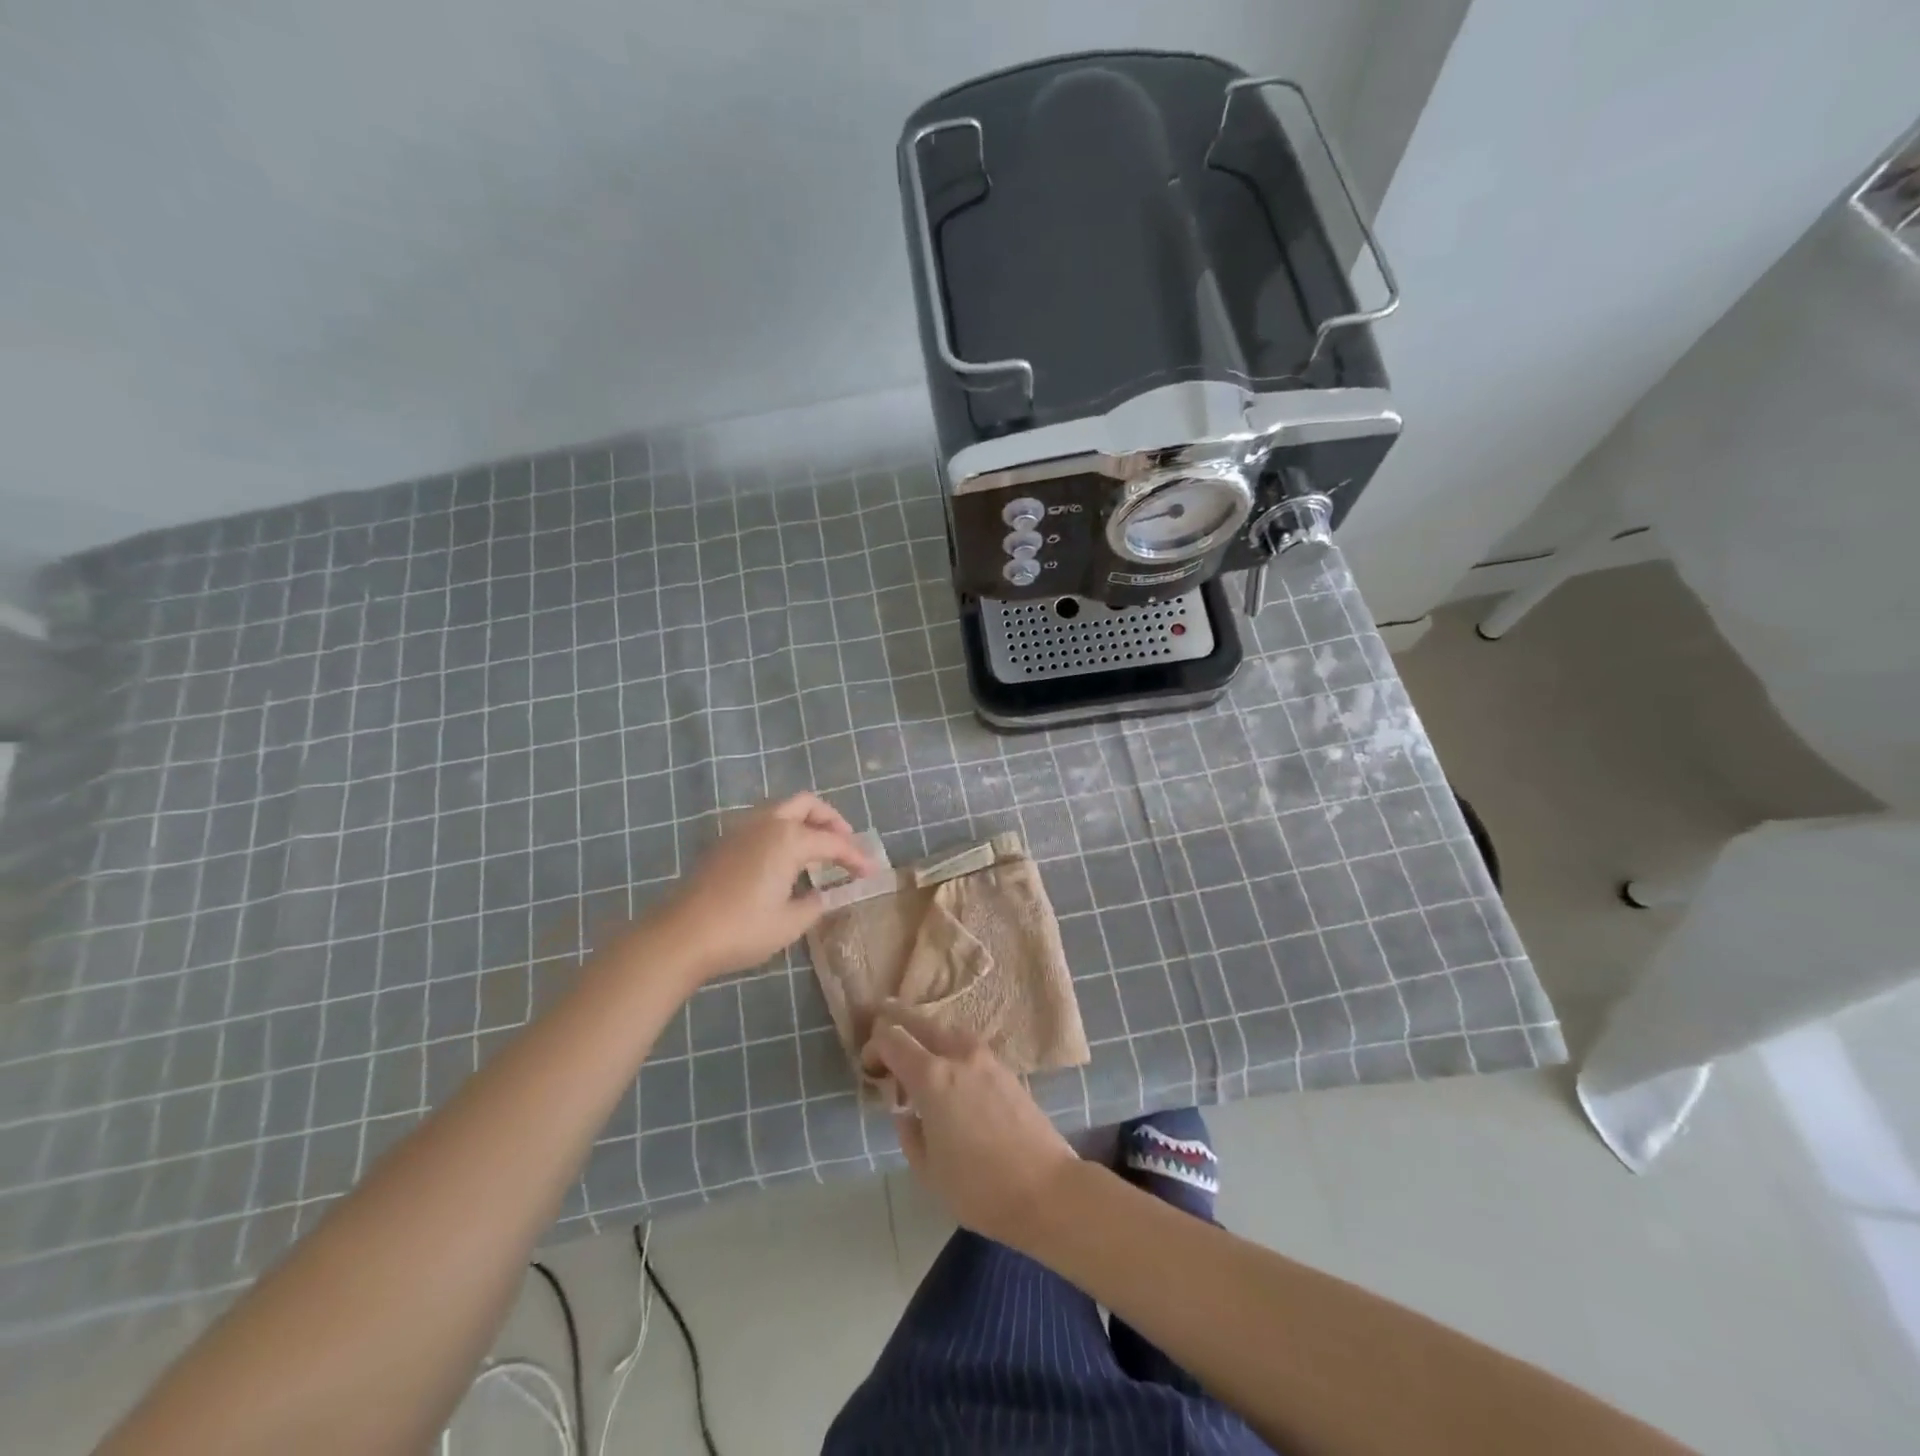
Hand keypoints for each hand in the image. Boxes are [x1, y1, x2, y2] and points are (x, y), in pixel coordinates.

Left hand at [648, 793, 875, 982]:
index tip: (871, 872)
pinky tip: (785, 858)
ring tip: (817, 848)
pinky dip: (783, 830)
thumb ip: (814, 904)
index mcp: (788, 839)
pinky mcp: (723, 842)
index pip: (833, 841)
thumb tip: (822, 895)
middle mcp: (767, 823)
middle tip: (845, 842)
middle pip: (806, 804)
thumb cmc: (741, 929)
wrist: (680, 935)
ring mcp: (741, 829)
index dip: (855, 856)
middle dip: (831, 819)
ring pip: (781, 808)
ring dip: (805, 821)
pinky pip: (763, 822)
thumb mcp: (789, 923)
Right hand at [863, 1003, 1079, 1251]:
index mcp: (931, 1077)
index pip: (892, 1040)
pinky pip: (967, 1045)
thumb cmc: (978, 1187)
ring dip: (926, 1034)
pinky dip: (949, 1047)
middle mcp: (957, 1056)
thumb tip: (907, 1114)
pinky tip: (947, 1070)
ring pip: (947, 1030)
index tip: (869, 1068)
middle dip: (896, 1024)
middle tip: (881, 1032)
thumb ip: (909, 1134)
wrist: (1045, 1189)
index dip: (874, 1047)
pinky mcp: (1005, 1069)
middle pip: (920, 1023)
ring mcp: (985, 1058)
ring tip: (915, 1053)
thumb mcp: (928, 1171)